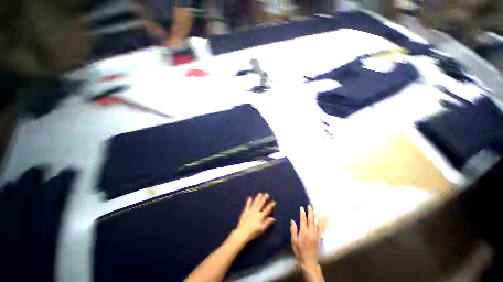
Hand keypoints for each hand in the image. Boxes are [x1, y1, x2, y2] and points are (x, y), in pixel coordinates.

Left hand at [233, 193, 275, 242]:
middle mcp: (256, 212)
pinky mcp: (245, 211)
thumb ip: (267, 223)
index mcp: (260, 216)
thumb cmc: (253, 232)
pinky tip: (250, 197)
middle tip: (266, 194)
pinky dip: (249, 201)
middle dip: (264, 199)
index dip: (271, 205)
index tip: (274, 201)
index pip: (267, 210)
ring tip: (260, 193)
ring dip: (258, 198)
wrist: (242, 233)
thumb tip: (273, 218)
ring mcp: (250, 211)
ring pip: (255, 203)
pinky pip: (247, 205)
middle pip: (261, 204)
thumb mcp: (262, 229)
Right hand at [291, 206, 323, 279]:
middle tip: (309, 206)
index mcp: (304, 232)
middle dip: (310, 212)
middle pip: (311, 220)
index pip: (303, 220)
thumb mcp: (294, 241)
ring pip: (316, 223)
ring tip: (315, 210)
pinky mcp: (318, 238)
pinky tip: (319, 220)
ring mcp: (316, 235)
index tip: (302, 207)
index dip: (302, 213)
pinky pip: (320, 229)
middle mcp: (311, 232)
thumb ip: (293, 230)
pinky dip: (320, 223)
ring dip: (315, 216)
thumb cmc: (299, 251)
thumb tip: (293, 221)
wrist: (308, 261)